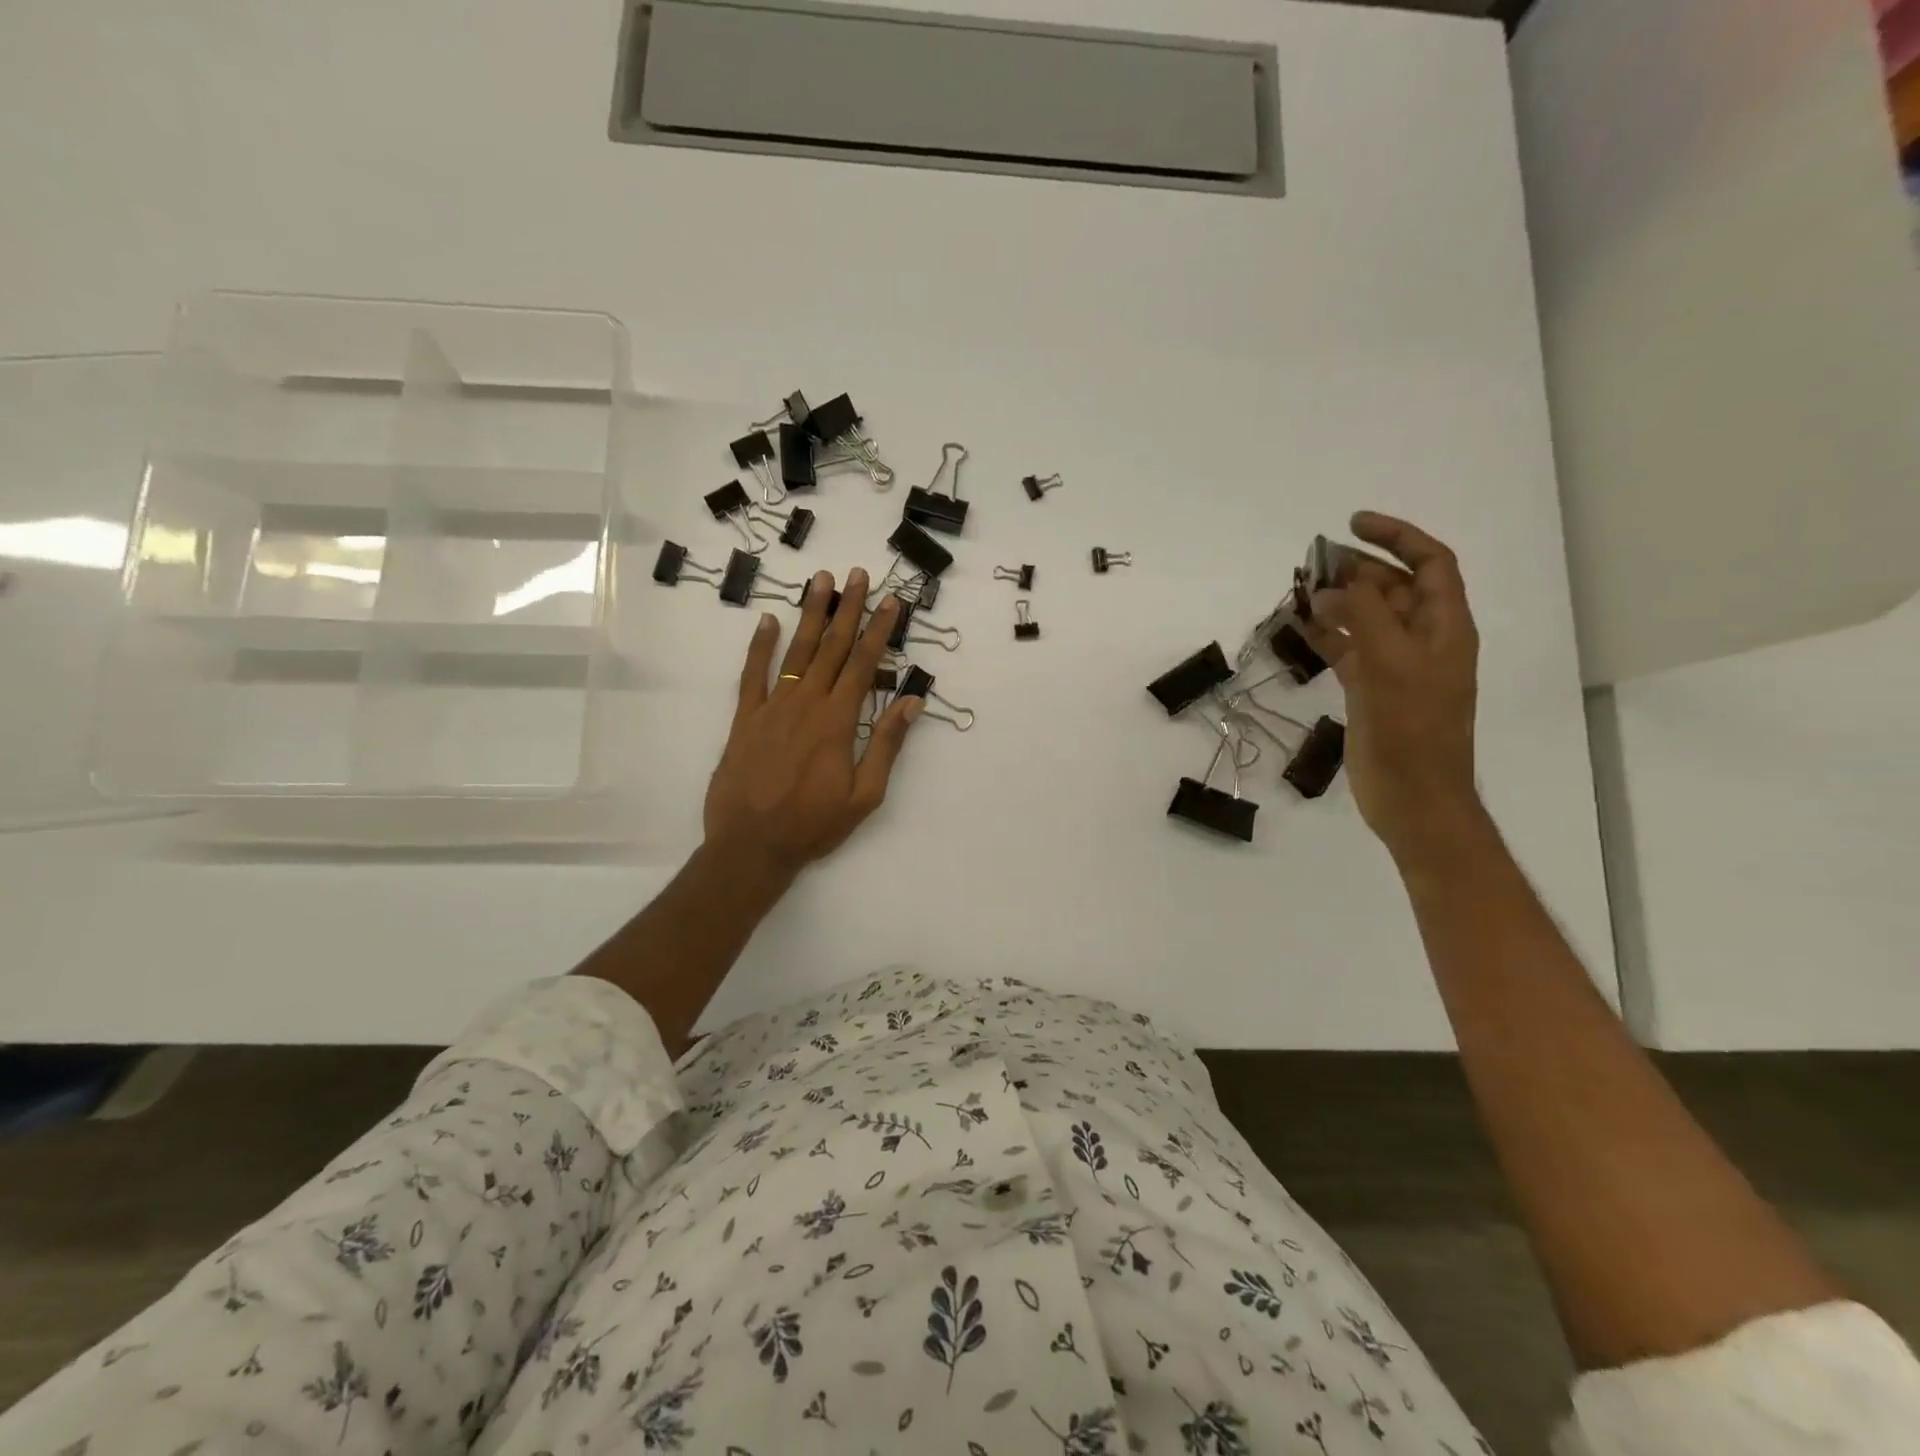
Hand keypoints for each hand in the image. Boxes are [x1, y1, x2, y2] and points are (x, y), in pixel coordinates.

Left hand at [703, 569, 922, 878]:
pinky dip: (760, 646)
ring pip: (797, 651)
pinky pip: (753, 674)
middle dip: (849, 609)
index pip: (865, 665)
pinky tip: (767, 620)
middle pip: (834, 647)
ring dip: (812, 614)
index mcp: (838, 721)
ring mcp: (773, 707)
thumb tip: (912, 702)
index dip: (880, 630)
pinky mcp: (746, 718)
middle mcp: (807, 703)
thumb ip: (887, 745)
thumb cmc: (814, 824)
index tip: (892, 601)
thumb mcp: (864, 795)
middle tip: (859, 574)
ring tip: (822, 580)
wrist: (752, 845)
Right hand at [1300, 513, 1483, 863]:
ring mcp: (1395, 665)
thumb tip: (1337, 583)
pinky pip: (1348, 649)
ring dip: (1336, 601)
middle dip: (1356, 569)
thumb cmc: (1412, 731)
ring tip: (1300, 590)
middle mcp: (1423, 639)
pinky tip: (1300, 627)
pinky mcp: (1371, 689)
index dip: (1396, 536)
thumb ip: (1366, 614)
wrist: (1414, 798)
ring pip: (1365, 618)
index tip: (1353, 524)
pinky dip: (1326, 634)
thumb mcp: (1392, 663)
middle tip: (1313, 562)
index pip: (1430, 563)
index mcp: (1445, 627)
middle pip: (1392, 587)